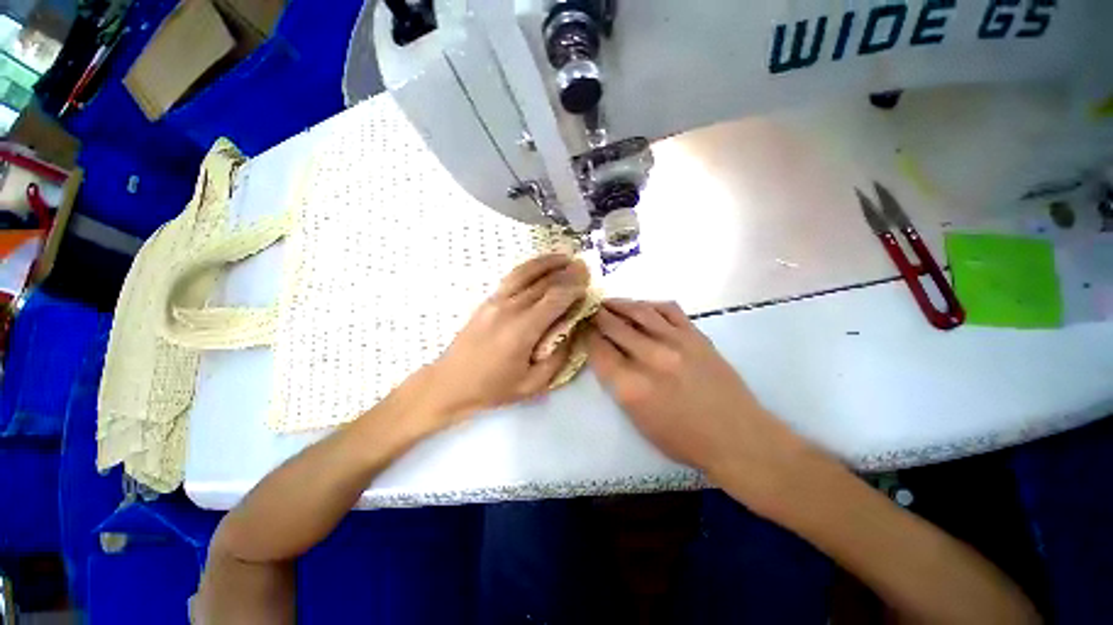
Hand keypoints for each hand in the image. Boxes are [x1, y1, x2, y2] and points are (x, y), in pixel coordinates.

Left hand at [418, 254, 588, 427]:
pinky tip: (541, 265)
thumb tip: (574, 331)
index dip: (573, 289)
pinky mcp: (489, 300)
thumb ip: (558, 357)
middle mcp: (510, 309)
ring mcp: (496, 301)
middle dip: (567, 273)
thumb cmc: (493, 388)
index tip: (588, 285)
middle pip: (543, 283)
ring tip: (566, 257)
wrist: (450, 383)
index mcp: (522, 330)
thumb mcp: (533, 384)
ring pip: (526, 273)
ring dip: (548, 263)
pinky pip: (513, 277)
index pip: (554, 299)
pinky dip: (530, 267)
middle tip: (585, 268)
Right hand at [587, 299, 809, 503]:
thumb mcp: (637, 419)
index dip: (587, 335)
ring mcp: (675, 342)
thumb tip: (605, 354)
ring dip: (619, 304)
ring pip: (638, 311)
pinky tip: (642, 306)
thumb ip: (617, 383)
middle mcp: (650, 358)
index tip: (582, 328)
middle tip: (590, 309)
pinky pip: (667, 309)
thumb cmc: (682, 438)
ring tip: (608, 302)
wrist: (736, 436)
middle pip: (614, 326)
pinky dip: (649, 304)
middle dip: (597, 316)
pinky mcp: (696, 335)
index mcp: (631, 387)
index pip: (598, 350)